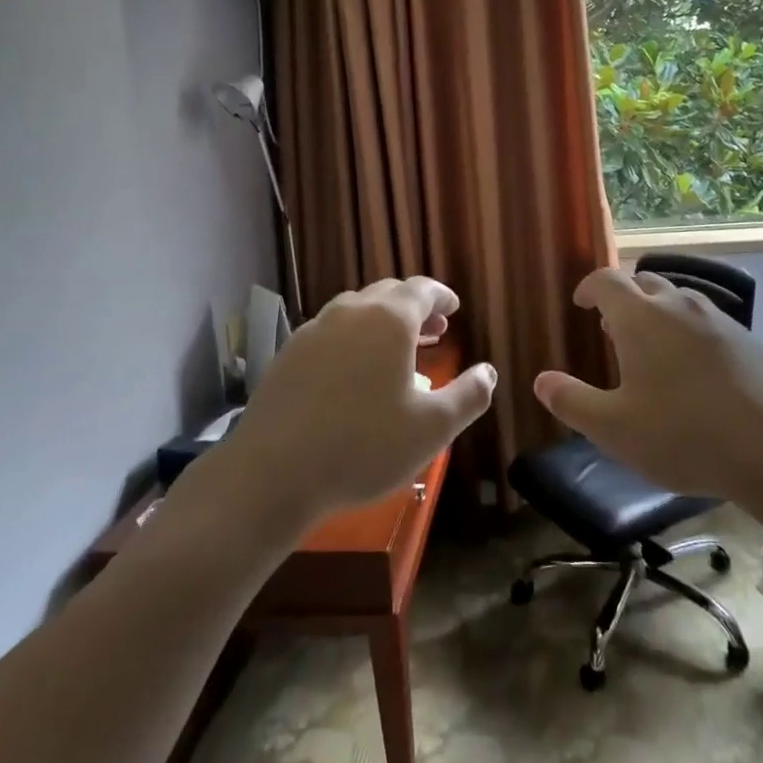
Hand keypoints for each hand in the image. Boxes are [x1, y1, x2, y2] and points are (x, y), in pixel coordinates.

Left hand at [223, 277, 496, 527]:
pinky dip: (352, 338)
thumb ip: (469, 396)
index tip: (454, 307)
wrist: (273, 473)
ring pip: (357, 310)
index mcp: (390, 320)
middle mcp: (351, 312)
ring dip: (382, 321)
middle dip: (415, 307)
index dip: (442, 296)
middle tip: (434, 330)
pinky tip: (353, 371)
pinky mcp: (289, 353)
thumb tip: (489, 372)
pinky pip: (331, 332)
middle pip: (389, 294)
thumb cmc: (364, 446)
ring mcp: (315, 330)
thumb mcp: (432, 429)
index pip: (422, 289)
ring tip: (396, 350)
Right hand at [533, 268, 762, 502]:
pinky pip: (706, 321)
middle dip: (623, 297)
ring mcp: (718, 319)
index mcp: (640, 317)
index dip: (589, 287)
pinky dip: (688, 331)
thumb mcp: (615, 429)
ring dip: (657, 312)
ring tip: (651, 347)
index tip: (581, 303)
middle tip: (611, 327)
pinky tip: (693, 371)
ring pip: (678, 299)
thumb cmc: (683, 435)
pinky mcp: (747, 340)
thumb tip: (541, 381)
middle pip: (644, 282)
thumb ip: (573, 402)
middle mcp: (678, 305)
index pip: (606, 280)